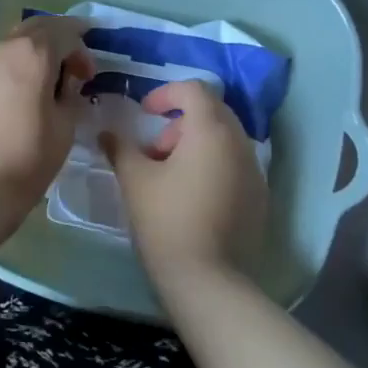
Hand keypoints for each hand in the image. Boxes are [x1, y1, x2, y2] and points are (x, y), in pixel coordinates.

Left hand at [0, 16, 94, 220]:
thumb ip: (70, 94)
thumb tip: (65, 85)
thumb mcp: (66, 126)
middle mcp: (1, 47)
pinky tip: (15, 96)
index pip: (65, 31)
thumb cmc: (27, 158)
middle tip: (70, 70)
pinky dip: (10, 69)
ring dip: (31, 54)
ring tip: (41, 84)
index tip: (88, 75)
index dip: (82, 49)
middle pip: (35, 30)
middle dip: (57, 43)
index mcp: (32, 52)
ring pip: (11, 44)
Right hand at [101, 79, 266, 287]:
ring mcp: (255, 171)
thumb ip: (120, 148)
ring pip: (225, 139)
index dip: (165, 93)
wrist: (207, 279)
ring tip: (169, 177)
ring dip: (196, 144)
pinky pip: (235, 164)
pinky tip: (192, 197)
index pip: (193, 89)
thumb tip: (107, 133)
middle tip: (154, 151)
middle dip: (180, 122)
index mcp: (211, 131)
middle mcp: (240, 143)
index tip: (144, 113)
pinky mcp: (260, 197)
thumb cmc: (166, 220)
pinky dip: (213, 165)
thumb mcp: (135, 180)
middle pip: (212, 112)